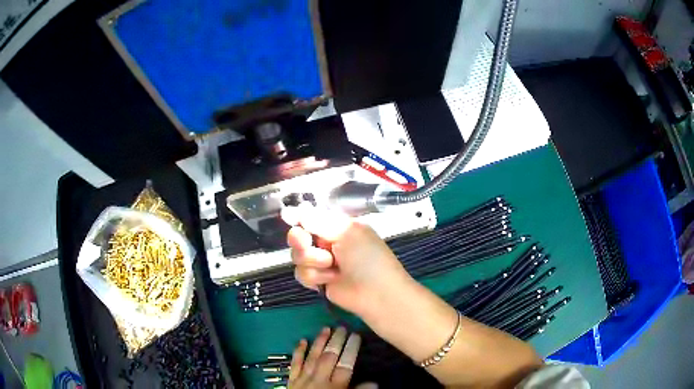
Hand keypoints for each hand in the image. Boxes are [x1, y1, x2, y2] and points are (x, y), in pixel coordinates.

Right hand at [282, 205, 411, 316]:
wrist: (376, 293)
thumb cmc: (367, 257)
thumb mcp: (347, 232)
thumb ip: (319, 221)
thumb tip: (298, 208)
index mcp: (337, 226)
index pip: (311, 217)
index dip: (299, 217)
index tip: (287, 216)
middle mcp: (327, 242)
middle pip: (297, 236)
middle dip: (300, 240)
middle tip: (305, 242)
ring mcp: (321, 262)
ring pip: (297, 256)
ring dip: (312, 260)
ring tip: (331, 266)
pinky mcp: (317, 280)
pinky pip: (300, 273)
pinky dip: (315, 276)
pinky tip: (330, 279)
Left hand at [289, 327, 360, 388]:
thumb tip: (373, 382)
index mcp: (336, 386)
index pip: (346, 364)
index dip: (351, 349)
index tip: (356, 335)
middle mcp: (319, 379)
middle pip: (328, 357)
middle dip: (336, 341)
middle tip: (342, 327)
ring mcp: (303, 379)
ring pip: (312, 357)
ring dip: (319, 342)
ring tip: (325, 329)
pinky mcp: (291, 381)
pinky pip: (295, 364)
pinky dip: (299, 352)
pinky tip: (302, 341)